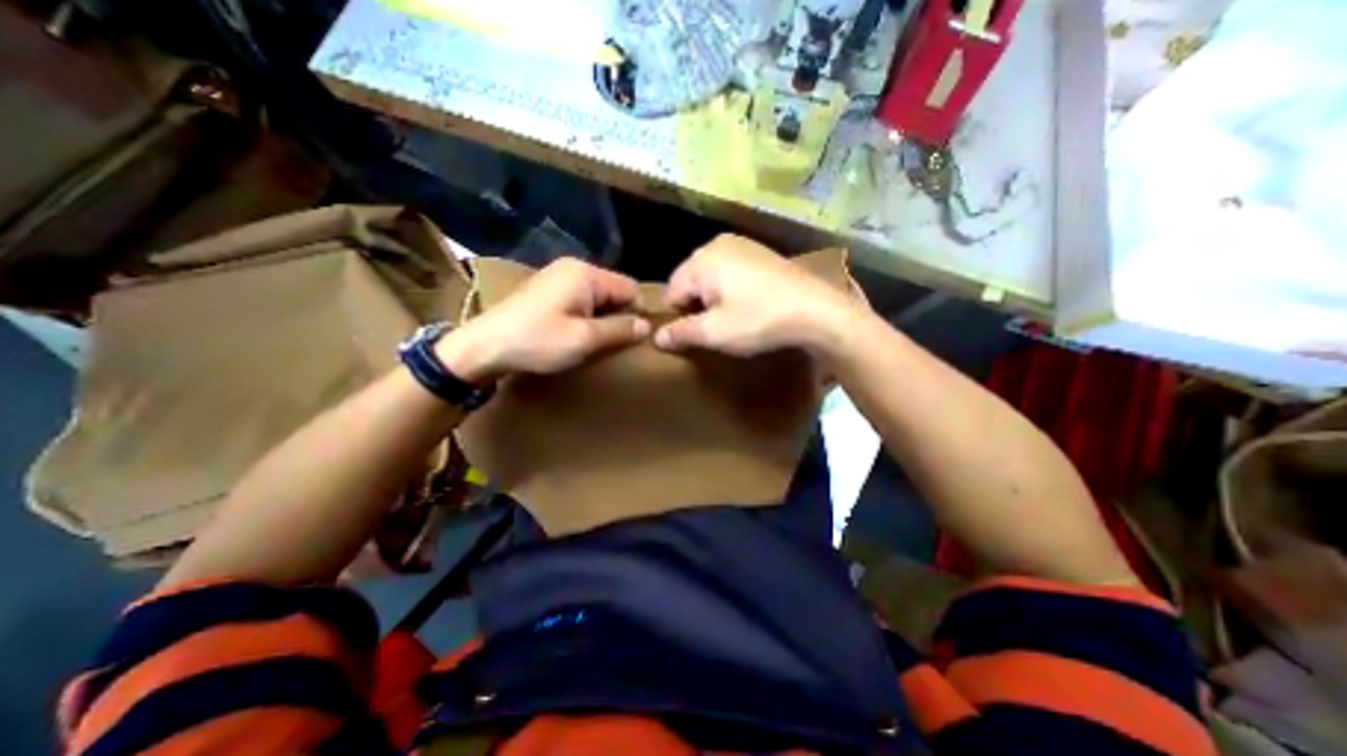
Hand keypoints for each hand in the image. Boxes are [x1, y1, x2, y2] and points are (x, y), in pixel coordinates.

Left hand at [435, 258, 648, 382]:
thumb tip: (648, 326)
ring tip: (593, 340)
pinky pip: (580, 299)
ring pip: (597, 296)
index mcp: (586, 274)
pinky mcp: (547, 288)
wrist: (483, 346)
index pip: (630, 288)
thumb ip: (620, 330)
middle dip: (617, 315)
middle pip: (614, 290)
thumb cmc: (537, 341)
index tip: (632, 338)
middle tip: (611, 342)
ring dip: (601, 318)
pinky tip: (575, 333)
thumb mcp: (584, 339)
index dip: (636, 313)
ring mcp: (558, 276)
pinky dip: (585, 315)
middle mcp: (574, 267)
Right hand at [654, 235, 861, 356]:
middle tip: (716, 327)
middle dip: (696, 305)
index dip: (678, 317)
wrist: (817, 311)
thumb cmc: (759, 320)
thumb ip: (681, 333)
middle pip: (690, 280)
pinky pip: (731, 271)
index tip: (697, 334)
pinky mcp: (760, 252)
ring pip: (710, 276)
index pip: (671, 291)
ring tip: (732, 318)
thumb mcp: (715, 332)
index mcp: (701, 260)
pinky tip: (749, 304)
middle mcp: (717, 244)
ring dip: (714, 298)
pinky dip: (731, 288)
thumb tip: (656, 337)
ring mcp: (742, 244)